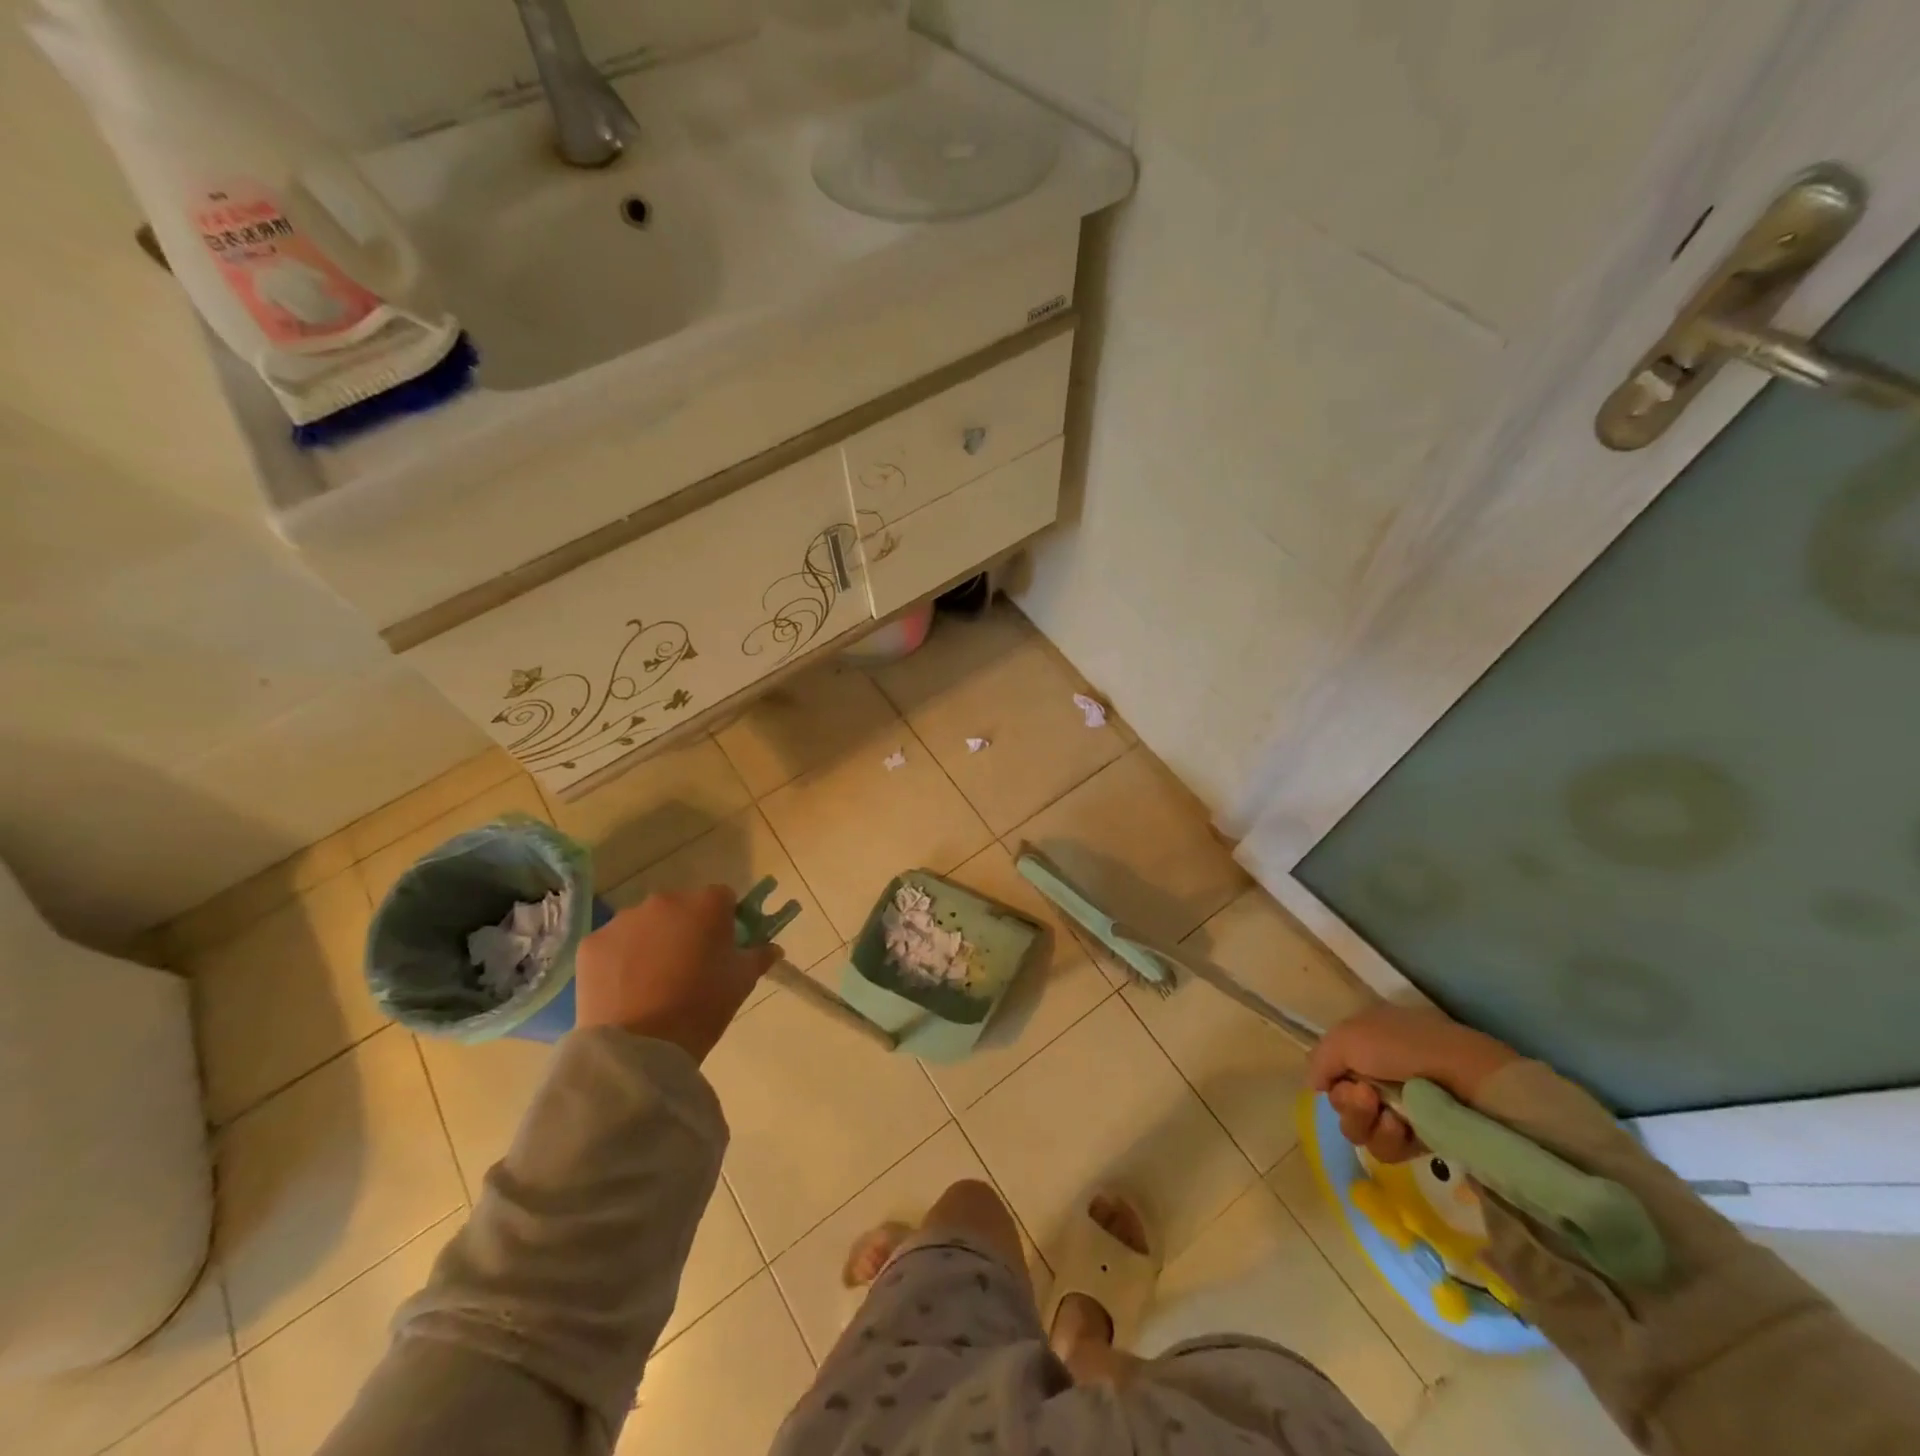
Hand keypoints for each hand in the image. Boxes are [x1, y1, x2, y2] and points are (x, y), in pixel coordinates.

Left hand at [573, 887, 778, 1060]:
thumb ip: (759, 956)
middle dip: (685, 928)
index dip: (724, 921)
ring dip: (652, 941)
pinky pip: (614, 944)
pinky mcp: (592, 943)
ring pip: (645, 924)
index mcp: (706, 904)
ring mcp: (624, 920)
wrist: (640, 1048)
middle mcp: (665, 900)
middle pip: (681, 907)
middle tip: (687, 967)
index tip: (722, 948)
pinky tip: (625, 989)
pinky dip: (620, 959)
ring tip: (652, 982)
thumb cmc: (702, 1008)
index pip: (723, 899)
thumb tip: (772, 948)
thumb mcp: (741, 982)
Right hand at [1308, 1003, 1518, 1162]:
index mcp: (1363, 1046)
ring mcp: (1400, 1109)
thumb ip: (1320, 1059)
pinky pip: (1387, 1150)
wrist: (1467, 1079)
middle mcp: (1377, 1076)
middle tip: (1368, 1096)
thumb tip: (1316, 1085)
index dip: (1331, 1079)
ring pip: (1360, 1130)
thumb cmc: (1404, 1048)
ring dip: (1367, 1123)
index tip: (1342, 1079)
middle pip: (1341, 1104)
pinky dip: (1390, 1140)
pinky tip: (1405, 1128)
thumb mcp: (1348, 1036)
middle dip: (1349, 1104)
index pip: (1330, 1072)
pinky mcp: (1421, 1138)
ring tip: (1391, 1116)